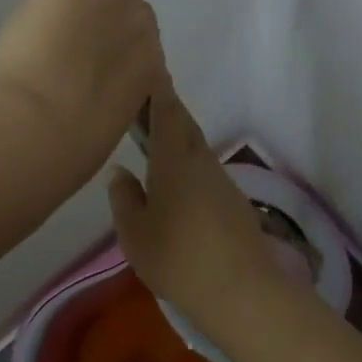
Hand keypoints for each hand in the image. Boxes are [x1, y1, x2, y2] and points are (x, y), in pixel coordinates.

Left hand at [0, 0, 162, 182]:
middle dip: (100, 12)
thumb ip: (112, 93)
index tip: (90, 48)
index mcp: (149, 68)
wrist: (37, 130)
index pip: (139, 37)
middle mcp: (143, 26)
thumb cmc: (65, 146)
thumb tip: (101, 84)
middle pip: (126, 2)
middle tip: (66, 30)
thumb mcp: (105, 122)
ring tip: (58, 3)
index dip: (113, 38)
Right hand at [105, 83, 287, 334]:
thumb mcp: (135, 233)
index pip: (167, 113)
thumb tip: (120, 171)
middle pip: (186, 126)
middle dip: (169, 112)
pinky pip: (207, 173)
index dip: (159, 90)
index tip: (151, 71)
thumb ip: (124, 198)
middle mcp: (202, 162)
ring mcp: (223, 183)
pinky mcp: (234, 204)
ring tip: (157, 146)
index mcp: (175, 161)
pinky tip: (179, 187)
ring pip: (198, 150)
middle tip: (147, 107)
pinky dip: (191, 167)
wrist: (241, 291)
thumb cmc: (178, 258)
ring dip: (180, 140)